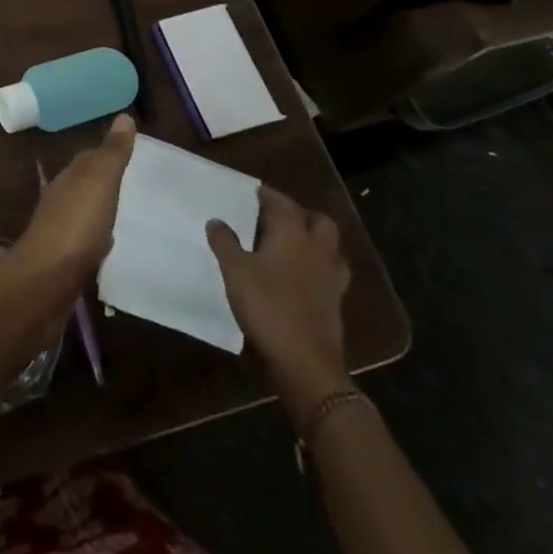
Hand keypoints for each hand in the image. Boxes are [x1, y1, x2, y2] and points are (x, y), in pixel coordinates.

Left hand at [11, 115, 136, 288]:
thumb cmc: (76, 225)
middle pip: (84, 184)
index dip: (108, 154)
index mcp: (69, 178)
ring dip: (100, 210)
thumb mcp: (100, 182)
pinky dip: (97, 238)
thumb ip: (112, 152)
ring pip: (83, 212)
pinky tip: (108, 246)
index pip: (89, 158)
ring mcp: (59, 230)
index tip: (131, 154)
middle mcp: (60, 199)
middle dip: (104, 182)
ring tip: (126, 214)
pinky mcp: (63, 260)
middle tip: (134, 184)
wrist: (46, 280)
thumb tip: (124, 116)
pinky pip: (85, 241)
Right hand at [207, 185, 351, 413]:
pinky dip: (317, 269)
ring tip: (292, 246)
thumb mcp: (235, 270)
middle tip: (279, 218)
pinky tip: (300, 278)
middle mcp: (317, 250)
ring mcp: (331, 278)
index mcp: (293, 234)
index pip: (283, 203)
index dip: (269, 195)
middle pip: (319, 221)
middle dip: (301, 215)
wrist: (305, 362)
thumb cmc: (267, 305)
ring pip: (330, 248)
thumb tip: (216, 221)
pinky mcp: (336, 304)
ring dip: (315, 241)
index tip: (256, 191)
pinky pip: (330, 274)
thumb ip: (225, 242)